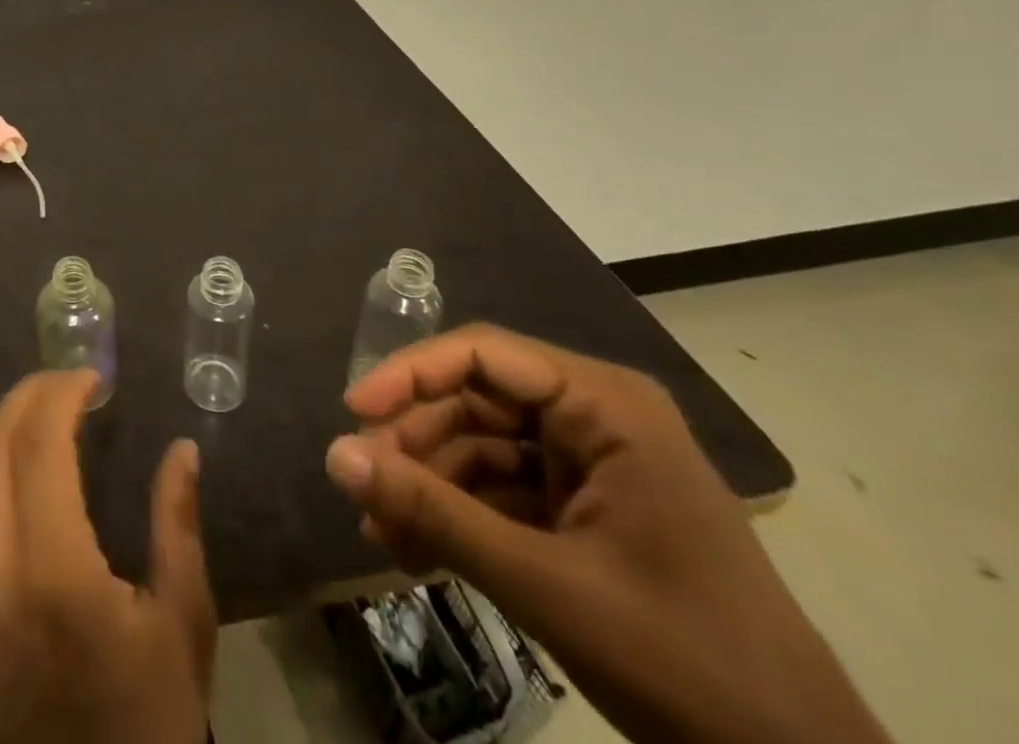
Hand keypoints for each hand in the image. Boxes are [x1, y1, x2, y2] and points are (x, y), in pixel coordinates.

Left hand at [0, 370, 214, 743]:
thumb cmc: (148, 718)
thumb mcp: (183, 623)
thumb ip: (177, 524)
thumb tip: (181, 448)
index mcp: (55, 572)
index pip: (38, 445)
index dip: (61, 394)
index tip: (93, 377)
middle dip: (28, 396)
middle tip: (69, 381)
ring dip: (2, 424)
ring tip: (45, 408)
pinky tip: (18, 462)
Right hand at [327, 325, 889, 743]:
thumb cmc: (683, 663)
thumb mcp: (543, 583)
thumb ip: (432, 512)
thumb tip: (335, 455)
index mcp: (604, 405)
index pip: (483, 355)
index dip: (409, 373)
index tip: (353, 412)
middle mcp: (595, 418)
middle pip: (475, 402)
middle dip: (416, 446)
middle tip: (362, 488)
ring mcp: (592, 466)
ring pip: (481, 448)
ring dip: (429, 488)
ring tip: (381, 534)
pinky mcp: (586, 510)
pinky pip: (502, 492)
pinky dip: (459, 518)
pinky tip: (415, 552)